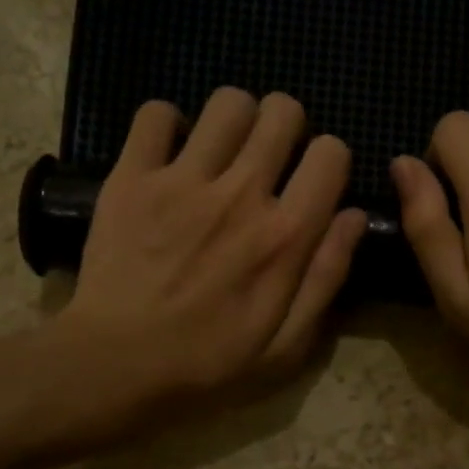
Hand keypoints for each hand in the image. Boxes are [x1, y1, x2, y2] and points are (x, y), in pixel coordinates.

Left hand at [59, 88, 365, 416]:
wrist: (115, 366)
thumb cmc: (208, 365)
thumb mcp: (287, 346)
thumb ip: (327, 277)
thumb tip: (353, 216)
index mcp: (286, 236)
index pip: (331, 153)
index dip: (329, 160)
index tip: (313, 181)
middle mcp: (241, 195)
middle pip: (282, 112)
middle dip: (286, 126)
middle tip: (269, 157)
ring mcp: (182, 181)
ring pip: (227, 102)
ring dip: (235, 119)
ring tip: (222, 151)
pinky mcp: (131, 177)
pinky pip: (155, 114)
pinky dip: (166, 124)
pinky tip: (169, 153)